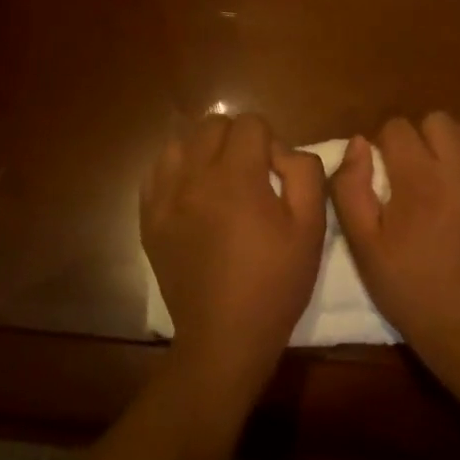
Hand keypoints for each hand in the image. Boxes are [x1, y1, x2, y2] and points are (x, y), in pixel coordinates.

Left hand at [142, 113, 326, 410]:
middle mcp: (194, 178)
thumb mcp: (311, 228)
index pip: (249, 123)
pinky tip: (192, 195)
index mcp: (236, 178)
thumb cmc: (275, 283)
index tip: (276, 175)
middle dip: (237, 139)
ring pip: (181, 143)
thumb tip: (284, 151)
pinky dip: (177, 172)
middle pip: (212, 125)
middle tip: (252, 175)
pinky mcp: (149, 219)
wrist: (225, 336)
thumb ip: (305, 173)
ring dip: (204, 151)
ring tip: (219, 182)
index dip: (270, 141)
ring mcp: (165, 198)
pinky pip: (156, 172)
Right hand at [331, 113, 459, 372]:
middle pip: (437, 120)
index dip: (384, 147)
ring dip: (458, 143)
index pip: (397, 127)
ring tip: (448, 172)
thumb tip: (360, 144)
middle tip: (413, 174)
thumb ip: (351, 188)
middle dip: (419, 139)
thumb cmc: (408, 288)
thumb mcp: (363, 245)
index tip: (384, 176)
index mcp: (419, 180)